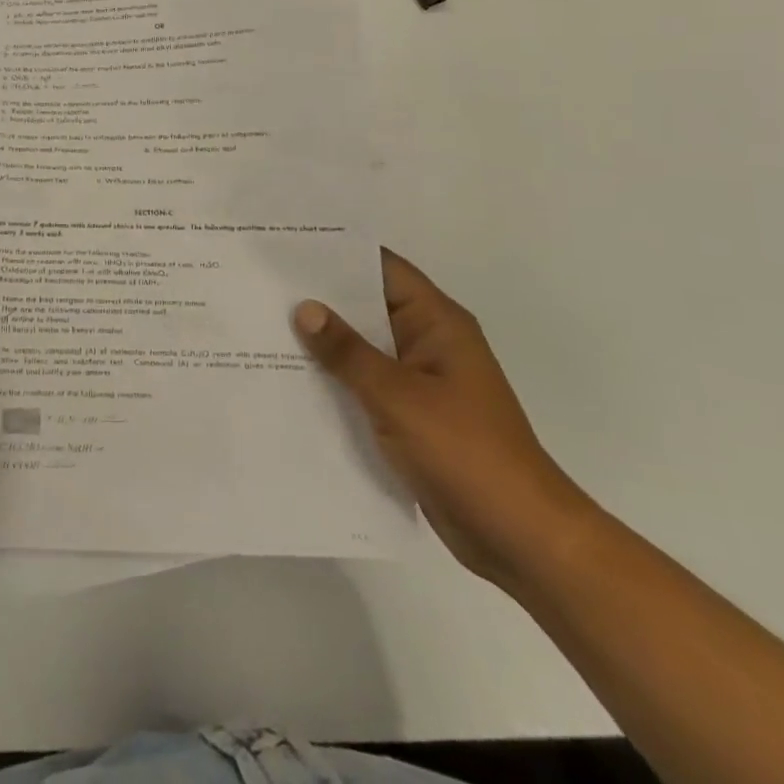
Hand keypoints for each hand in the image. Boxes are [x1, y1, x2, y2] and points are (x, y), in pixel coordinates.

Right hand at [294, 249, 596, 591]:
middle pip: (367, 305)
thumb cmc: (466, 453)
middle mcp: (428, 342)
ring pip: (362, 348)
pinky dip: (335, 379)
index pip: (382, 268)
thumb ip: (348, 352)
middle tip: (261, 285)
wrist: (521, 538)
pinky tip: (291, 379)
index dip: (337, 254)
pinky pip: (365, 384)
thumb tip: (305, 308)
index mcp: (437, 323)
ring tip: (263, 326)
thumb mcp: (398, 397)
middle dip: (319, 298)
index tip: (288, 244)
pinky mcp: (411, 416)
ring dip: (323, 343)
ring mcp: (420, 381)